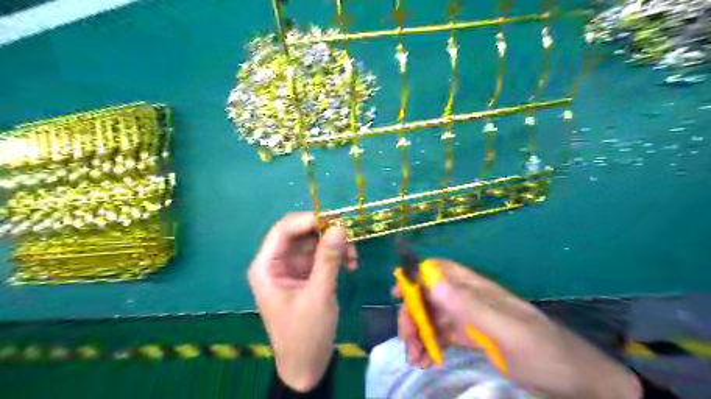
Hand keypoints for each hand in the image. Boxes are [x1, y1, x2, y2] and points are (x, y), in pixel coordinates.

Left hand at [248, 214, 354, 390]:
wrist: (306, 365)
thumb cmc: (305, 334)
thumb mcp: (319, 295)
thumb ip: (328, 259)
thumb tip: (339, 226)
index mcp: (266, 267)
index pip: (283, 230)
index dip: (308, 220)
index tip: (336, 220)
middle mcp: (276, 262)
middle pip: (300, 233)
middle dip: (325, 233)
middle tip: (349, 236)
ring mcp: (291, 268)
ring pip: (313, 243)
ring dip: (334, 245)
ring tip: (354, 257)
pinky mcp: (305, 274)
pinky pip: (320, 255)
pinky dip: (336, 256)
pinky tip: (351, 265)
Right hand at [391, 258, 641, 398]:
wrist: (574, 381)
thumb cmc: (543, 351)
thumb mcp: (506, 330)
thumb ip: (469, 306)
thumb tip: (431, 281)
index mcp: (477, 289)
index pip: (440, 270)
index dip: (417, 276)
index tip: (397, 293)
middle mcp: (469, 300)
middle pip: (430, 297)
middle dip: (414, 315)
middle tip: (407, 342)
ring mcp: (469, 319)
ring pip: (433, 317)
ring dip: (419, 334)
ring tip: (415, 359)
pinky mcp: (471, 337)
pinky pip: (442, 336)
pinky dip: (430, 345)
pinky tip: (426, 360)